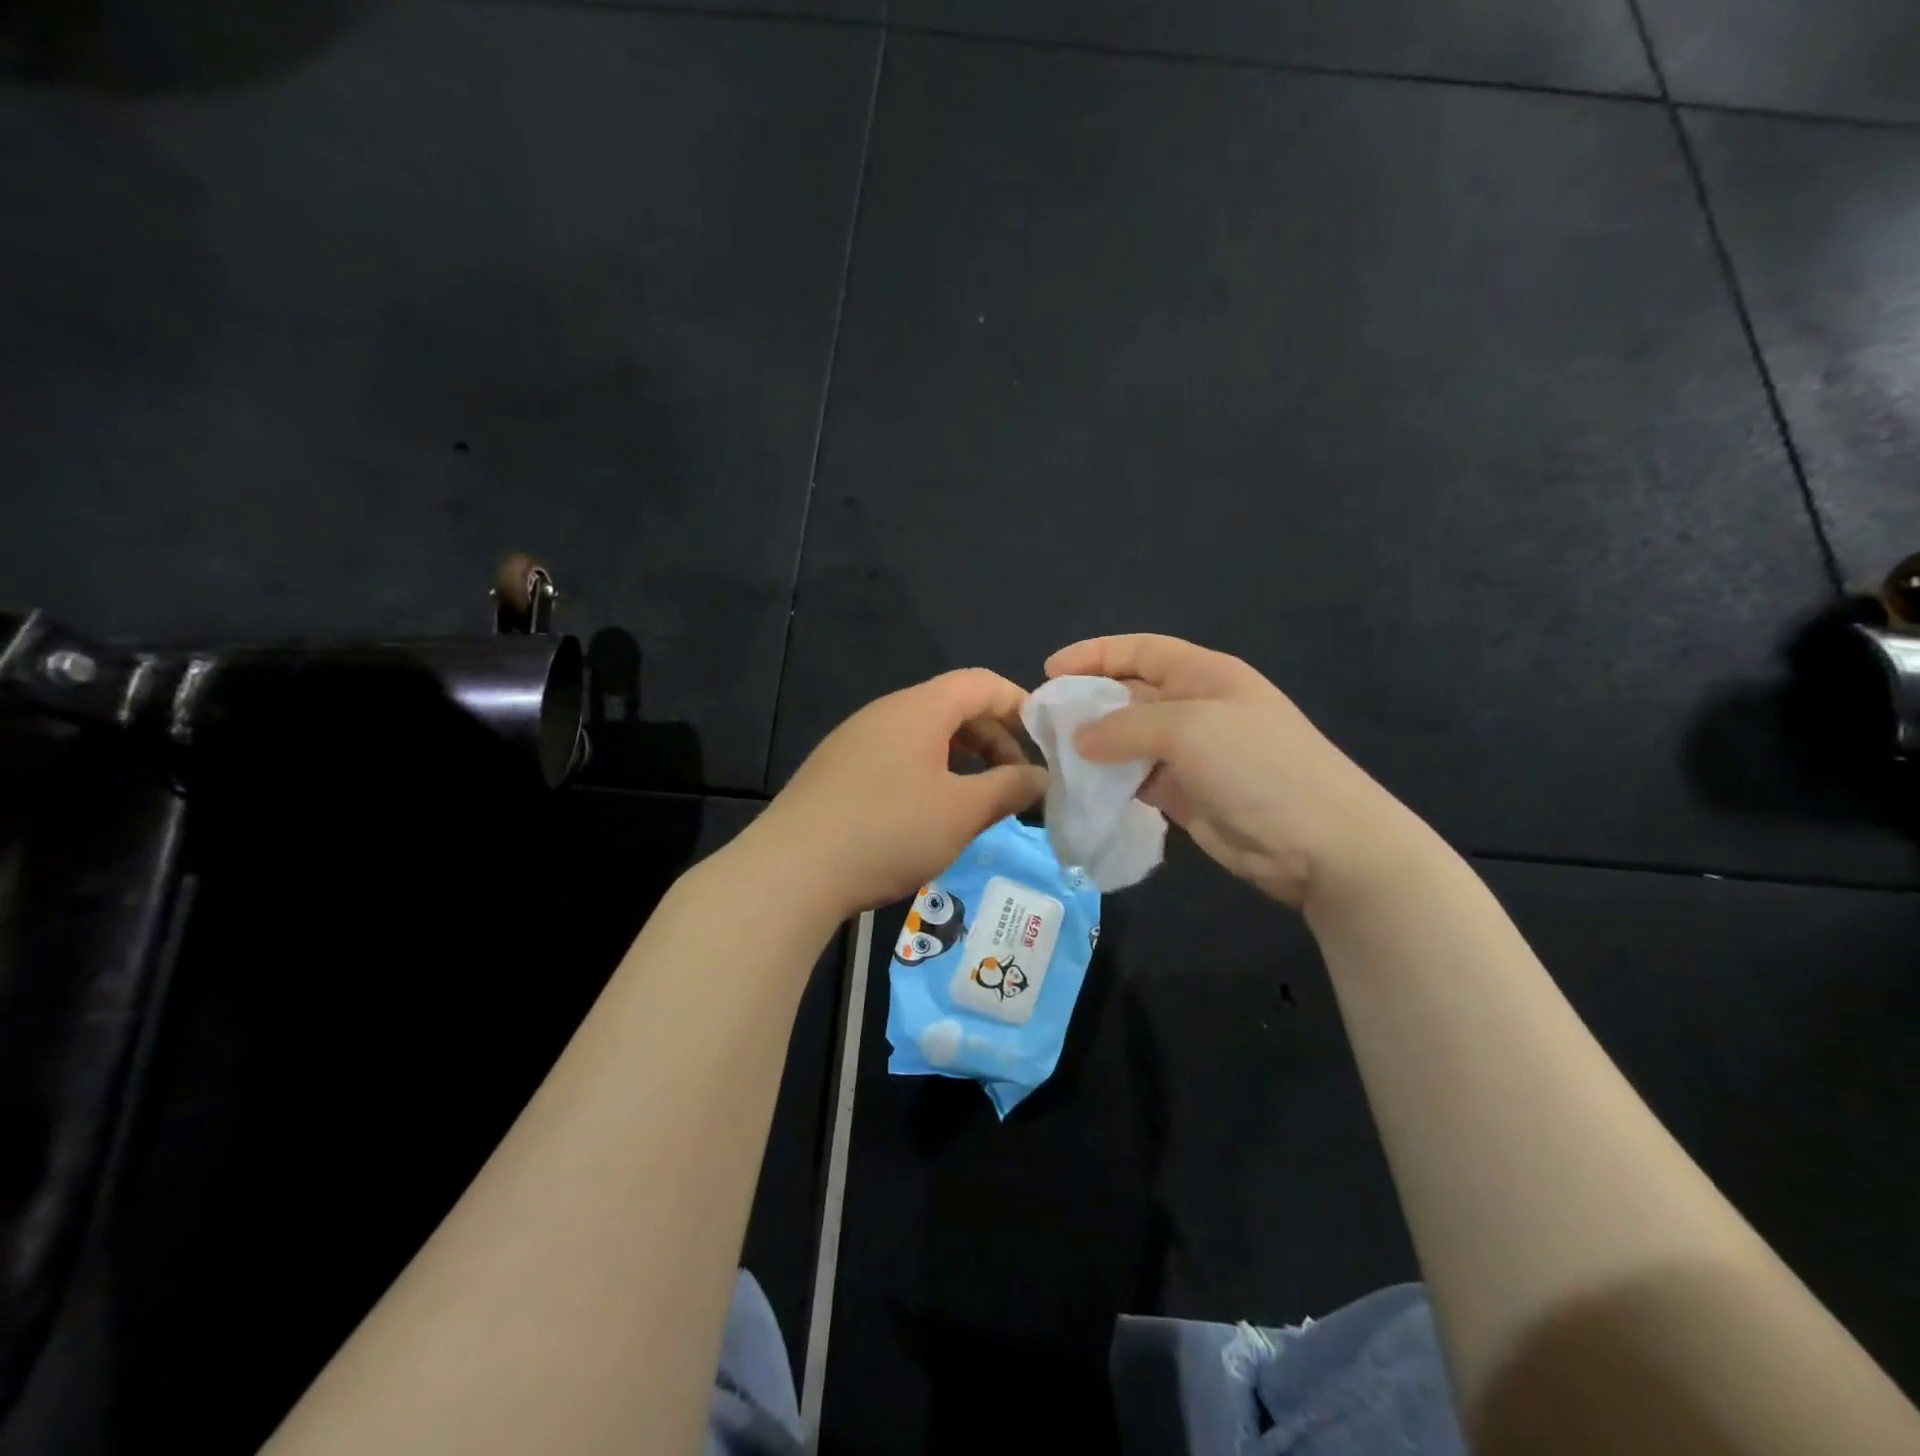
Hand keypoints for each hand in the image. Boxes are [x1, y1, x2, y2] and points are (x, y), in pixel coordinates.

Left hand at [746, 670, 1047, 919]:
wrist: (791, 870)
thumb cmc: (889, 830)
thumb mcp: (961, 812)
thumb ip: (1009, 788)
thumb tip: (1041, 778)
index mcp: (920, 708)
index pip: (982, 683)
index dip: (1020, 705)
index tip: (1046, 743)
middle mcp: (886, 712)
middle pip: (953, 707)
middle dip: (994, 738)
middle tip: (1016, 781)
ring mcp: (856, 739)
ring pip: (924, 735)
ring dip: (961, 760)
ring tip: (978, 800)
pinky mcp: (836, 769)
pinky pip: (896, 756)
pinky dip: (928, 773)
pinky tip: (928, 814)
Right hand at [1045, 634, 1421, 909]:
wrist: (1321, 843)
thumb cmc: (1259, 766)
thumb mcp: (1190, 729)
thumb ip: (1126, 727)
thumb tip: (1079, 739)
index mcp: (1204, 675)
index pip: (1141, 651)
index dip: (1095, 654)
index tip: (1050, 670)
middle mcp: (1195, 708)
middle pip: (1130, 695)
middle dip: (1088, 703)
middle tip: (1043, 722)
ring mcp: (1192, 755)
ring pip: (1129, 741)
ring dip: (1095, 747)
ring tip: (1055, 757)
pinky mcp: (1186, 795)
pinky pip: (1137, 779)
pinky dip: (1111, 782)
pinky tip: (1085, 789)